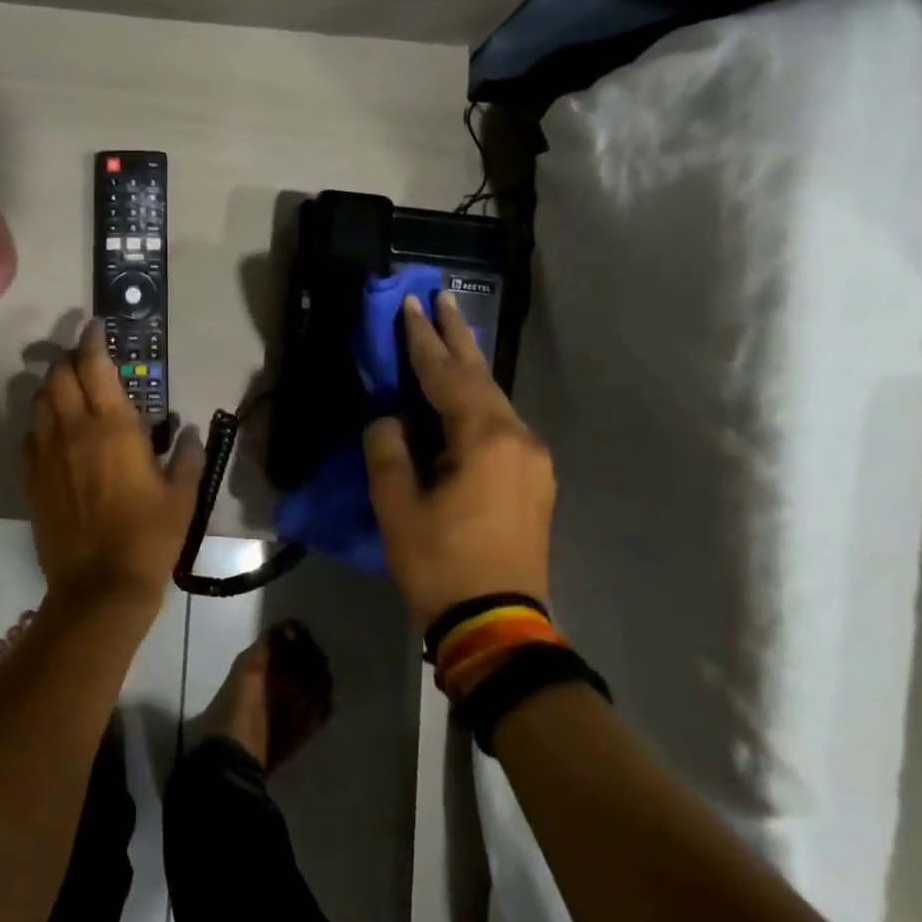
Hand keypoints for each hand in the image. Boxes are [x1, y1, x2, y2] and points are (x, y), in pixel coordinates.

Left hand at [24, 320, 202, 623]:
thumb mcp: (183, 497)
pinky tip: (53, 436)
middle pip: (58, 376)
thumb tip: (192, 433)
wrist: (100, 586)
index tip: (95, 328)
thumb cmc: (149, 538)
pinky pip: (28, 438)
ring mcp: (47, 454)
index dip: (92, 340)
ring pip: (38, 401)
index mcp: (114, 427)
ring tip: (67, 393)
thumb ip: (190, 458)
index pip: (94, 365)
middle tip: (85, 363)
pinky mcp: (31, 479)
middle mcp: (75, 430)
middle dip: (69, 361)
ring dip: (51, 388)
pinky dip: (39, 425)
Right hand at [363, 292, 555, 634]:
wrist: (496, 624)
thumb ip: (388, 449)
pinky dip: (477, 402)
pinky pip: (501, 425)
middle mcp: (519, 439)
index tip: (410, 303)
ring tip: (450, 340)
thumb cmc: (440, 562)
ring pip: (495, 401)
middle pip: (482, 377)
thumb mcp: (396, 504)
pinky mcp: (533, 482)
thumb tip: (390, 420)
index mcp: (486, 439)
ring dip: (468, 370)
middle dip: (458, 337)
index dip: (423, 339)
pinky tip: (464, 399)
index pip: (447, 375)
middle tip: (443, 298)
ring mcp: (533, 461)